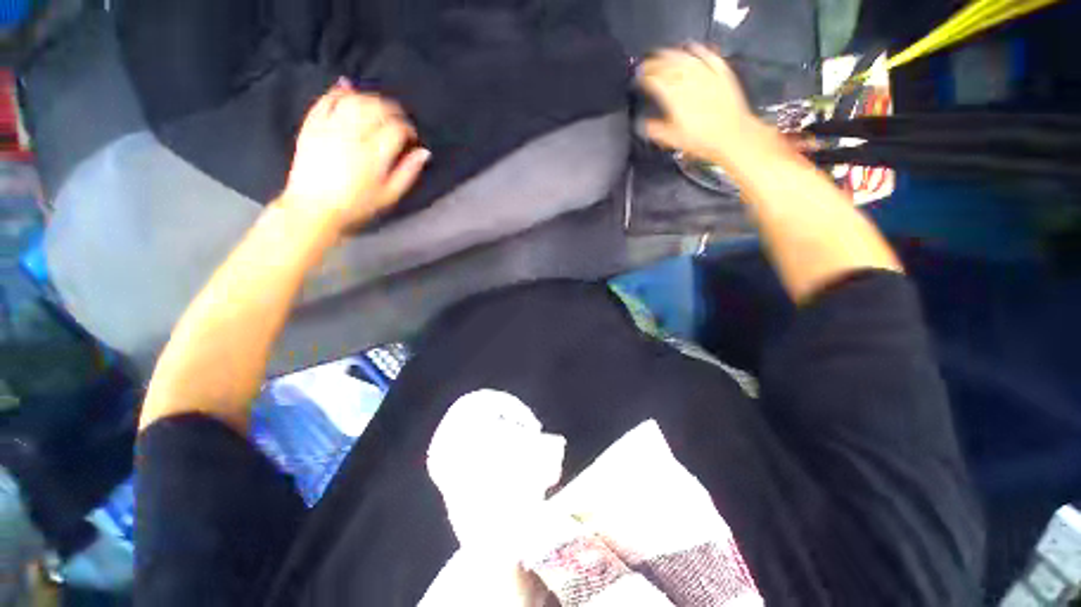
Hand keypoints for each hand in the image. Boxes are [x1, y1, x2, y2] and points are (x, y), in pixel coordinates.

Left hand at [281, 81, 429, 231]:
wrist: (314, 208)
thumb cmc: (357, 206)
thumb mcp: (390, 195)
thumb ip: (408, 172)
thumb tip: (424, 153)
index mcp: (374, 155)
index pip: (396, 128)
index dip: (408, 129)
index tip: (411, 137)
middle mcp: (353, 135)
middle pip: (377, 108)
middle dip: (392, 109)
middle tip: (398, 119)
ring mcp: (330, 128)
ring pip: (353, 100)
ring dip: (369, 98)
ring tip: (377, 106)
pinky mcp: (312, 126)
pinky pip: (325, 101)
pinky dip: (337, 91)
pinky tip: (347, 88)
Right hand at [637, 45, 759, 163]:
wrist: (731, 134)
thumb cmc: (701, 139)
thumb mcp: (672, 139)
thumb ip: (655, 129)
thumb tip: (642, 124)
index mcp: (673, 96)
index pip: (654, 80)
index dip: (644, 77)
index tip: (638, 78)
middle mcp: (688, 80)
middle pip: (667, 65)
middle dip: (654, 63)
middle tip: (646, 64)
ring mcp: (706, 73)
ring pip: (685, 57)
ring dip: (671, 53)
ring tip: (663, 53)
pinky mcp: (721, 72)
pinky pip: (707, 55)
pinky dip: (698, 50)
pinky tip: (692, 47)